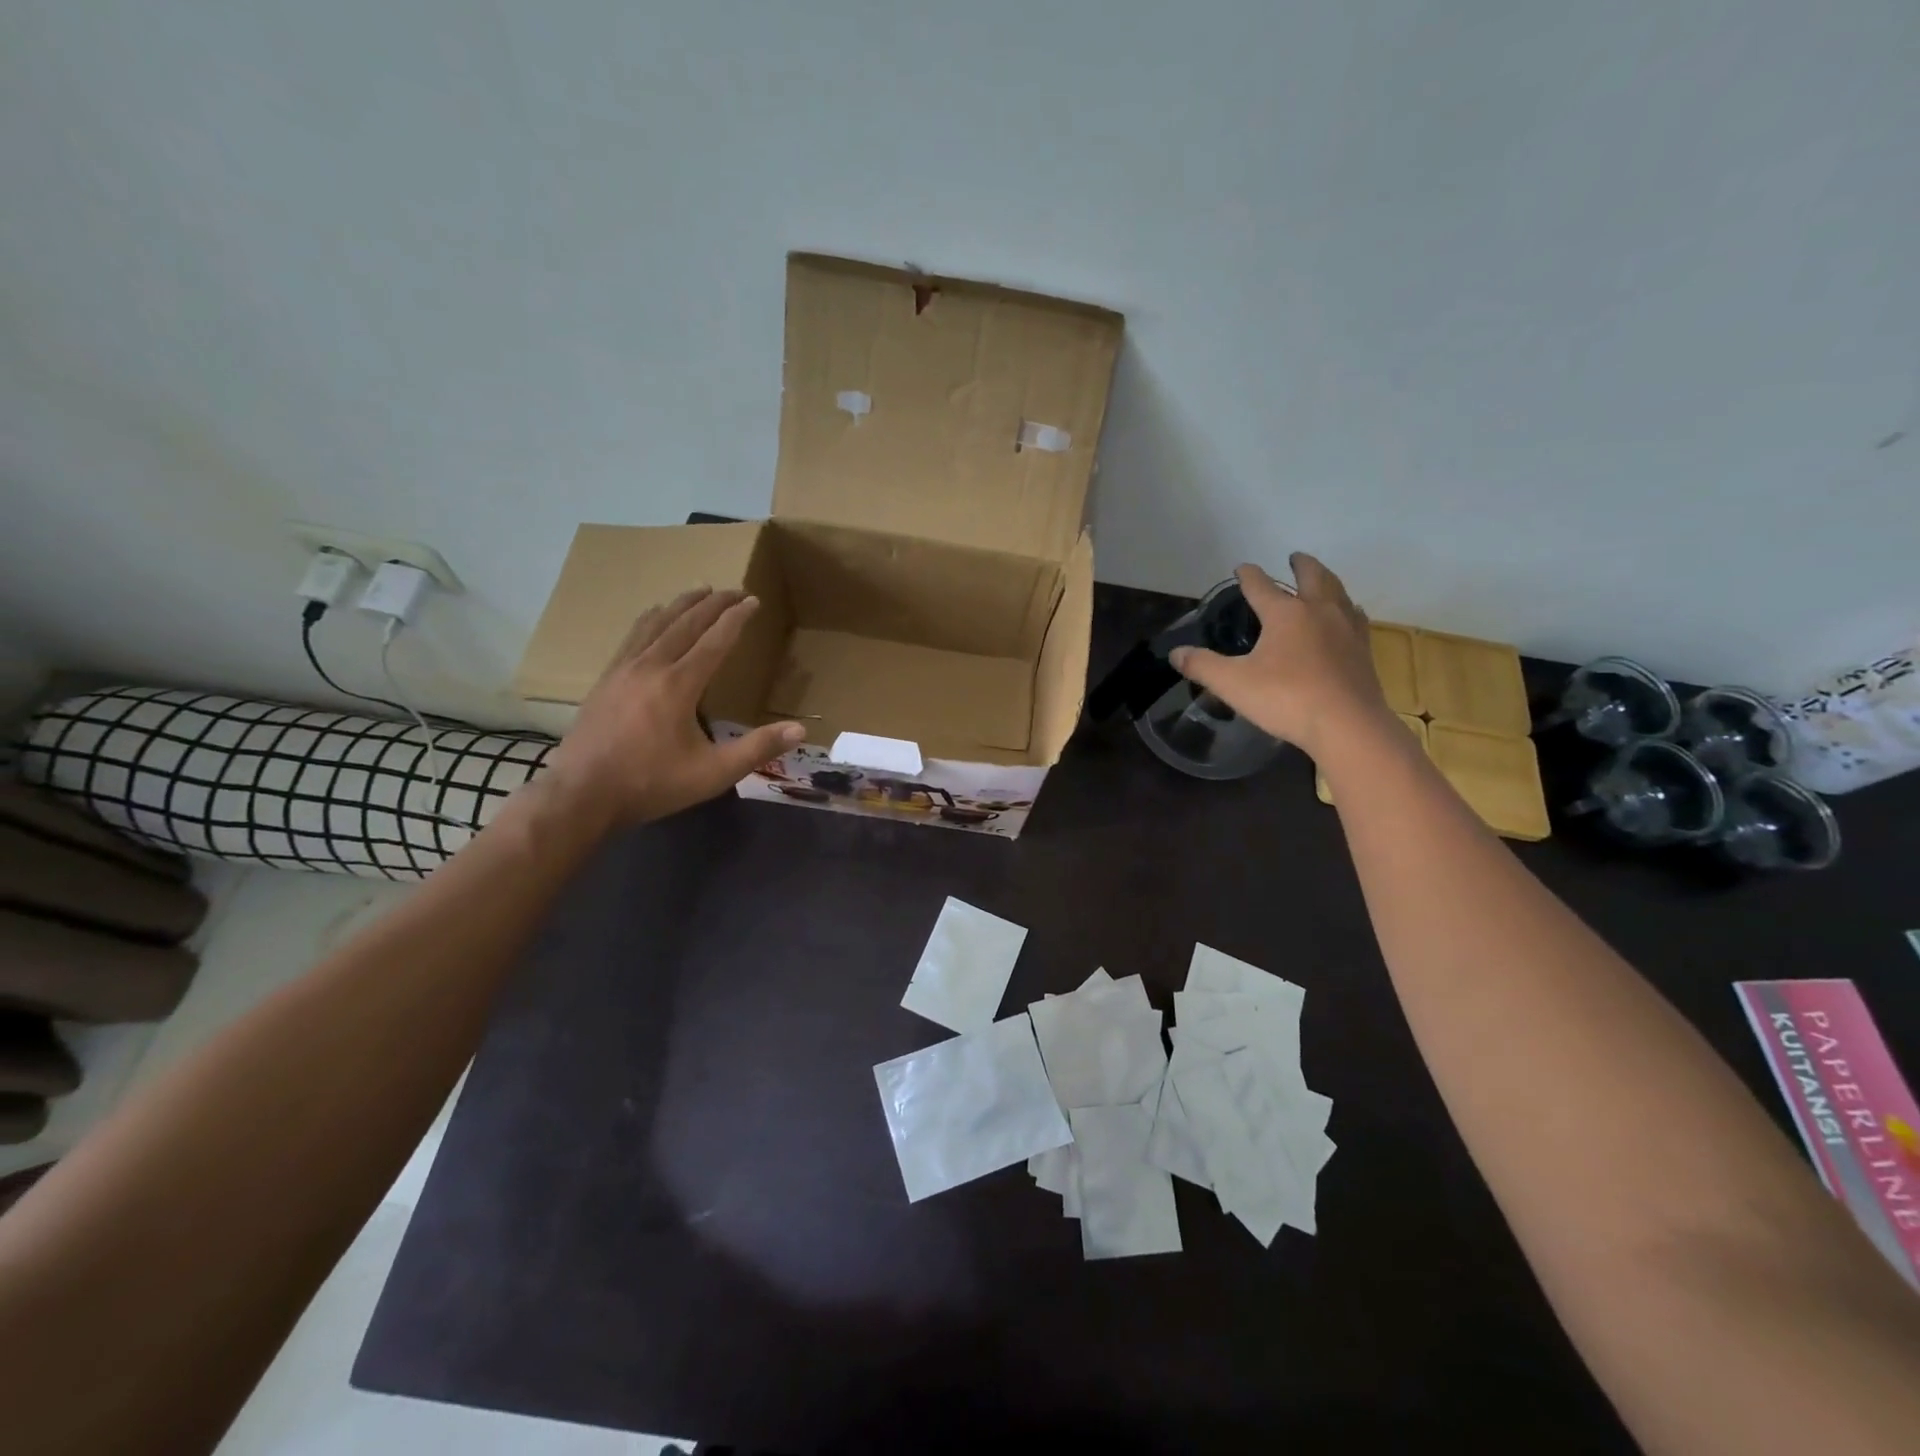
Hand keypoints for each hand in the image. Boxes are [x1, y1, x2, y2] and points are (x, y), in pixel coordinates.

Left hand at [544, 587, 804, 826]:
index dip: (736, 618)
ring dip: (682, 604)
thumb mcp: (713, 774)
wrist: (581, 794)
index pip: (714, 640)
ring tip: (699, 591)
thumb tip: (800, 731)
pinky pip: (633, 636)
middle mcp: (651, 667)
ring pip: (656, 623)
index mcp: (679, 685)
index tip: (753, 600)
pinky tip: (653, 616)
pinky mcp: (605, 679)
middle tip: (734, 589)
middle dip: (713, 603)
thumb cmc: (651, 783)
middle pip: (685, 623)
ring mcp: (623, 669)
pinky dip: (651, 618)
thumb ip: (757, 750)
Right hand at [1170, 555, 1392, 759]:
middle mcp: (1318, 611)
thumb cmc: (1286, 699)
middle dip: (1301, 565)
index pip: (1261, 586)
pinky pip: (1355, 617)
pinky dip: (1346, 608)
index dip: (1248, 575)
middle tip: (1294, 557)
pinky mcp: (1363, 649)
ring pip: (1338, 592)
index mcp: (1285, 613)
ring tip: (1321, 580)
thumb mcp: (1233, 684)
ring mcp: (1346, 628)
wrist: (1347, 725)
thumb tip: (1176, 653)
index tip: (1242, 568)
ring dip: (1327, 580)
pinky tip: (1346, 616)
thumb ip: (1202, 666)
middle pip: (1312, 577)